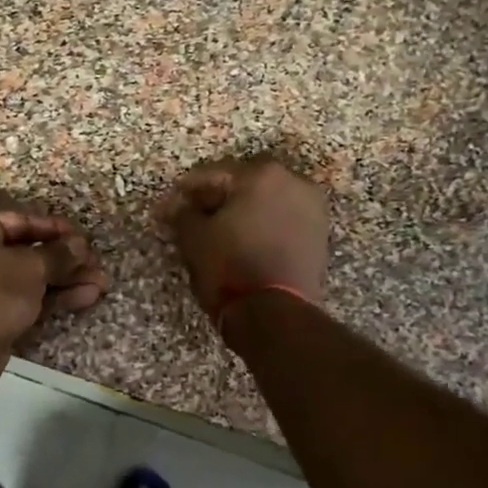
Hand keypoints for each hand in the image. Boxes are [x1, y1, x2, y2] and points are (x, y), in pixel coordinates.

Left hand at [0, 210, 106, 387]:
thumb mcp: (31, 267)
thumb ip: (59, 254)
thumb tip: (81, 245)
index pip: (17, 220)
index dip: (53, 228)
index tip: (82, 236)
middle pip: (25, 252)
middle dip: (64, 260)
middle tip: (95, 263)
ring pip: (28, 278)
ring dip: (64, 280)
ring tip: (100, 283)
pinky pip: (24, 299)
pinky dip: (52, 298)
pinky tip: (86, 297)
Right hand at [158, 158, 329, 324]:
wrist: (277, 314)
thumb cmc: (231, 267)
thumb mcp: (194, 238)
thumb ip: (182, 214)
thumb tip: (173, 205)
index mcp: (262, 174)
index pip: (213, 174)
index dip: (186, 191)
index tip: (168, 206)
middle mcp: (293, 183)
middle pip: (243, 185)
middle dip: (216, 200)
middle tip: (191, 218)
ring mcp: (312, 209)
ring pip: (265, 204)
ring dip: (241, 214)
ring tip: (217, 234)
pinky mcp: (319, 237)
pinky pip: (281, 223)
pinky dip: (261, 229)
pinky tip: (242, 245)